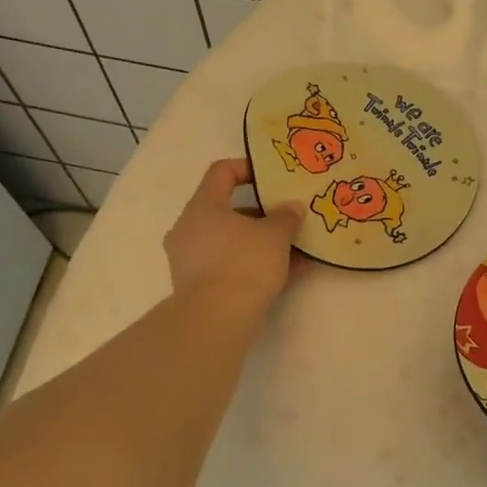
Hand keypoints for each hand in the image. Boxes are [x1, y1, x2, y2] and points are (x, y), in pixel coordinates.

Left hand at [163, 159, 303, 313]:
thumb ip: (286, 217)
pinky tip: (288, 274)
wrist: (218, 318)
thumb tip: (292, 208)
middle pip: (228, 211)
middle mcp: (189, 228)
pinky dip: (255, 265)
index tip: (271, 178)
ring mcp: (190, 259)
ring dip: (262, 244)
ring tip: (296, 252)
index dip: (247, 168)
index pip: (221, 172)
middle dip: (262, 215)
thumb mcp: (275, 236)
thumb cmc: (245, 263)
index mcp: (203, 206)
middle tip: (288, 221)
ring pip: (231, 242)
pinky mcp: (197, 286)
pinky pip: (230, 266)